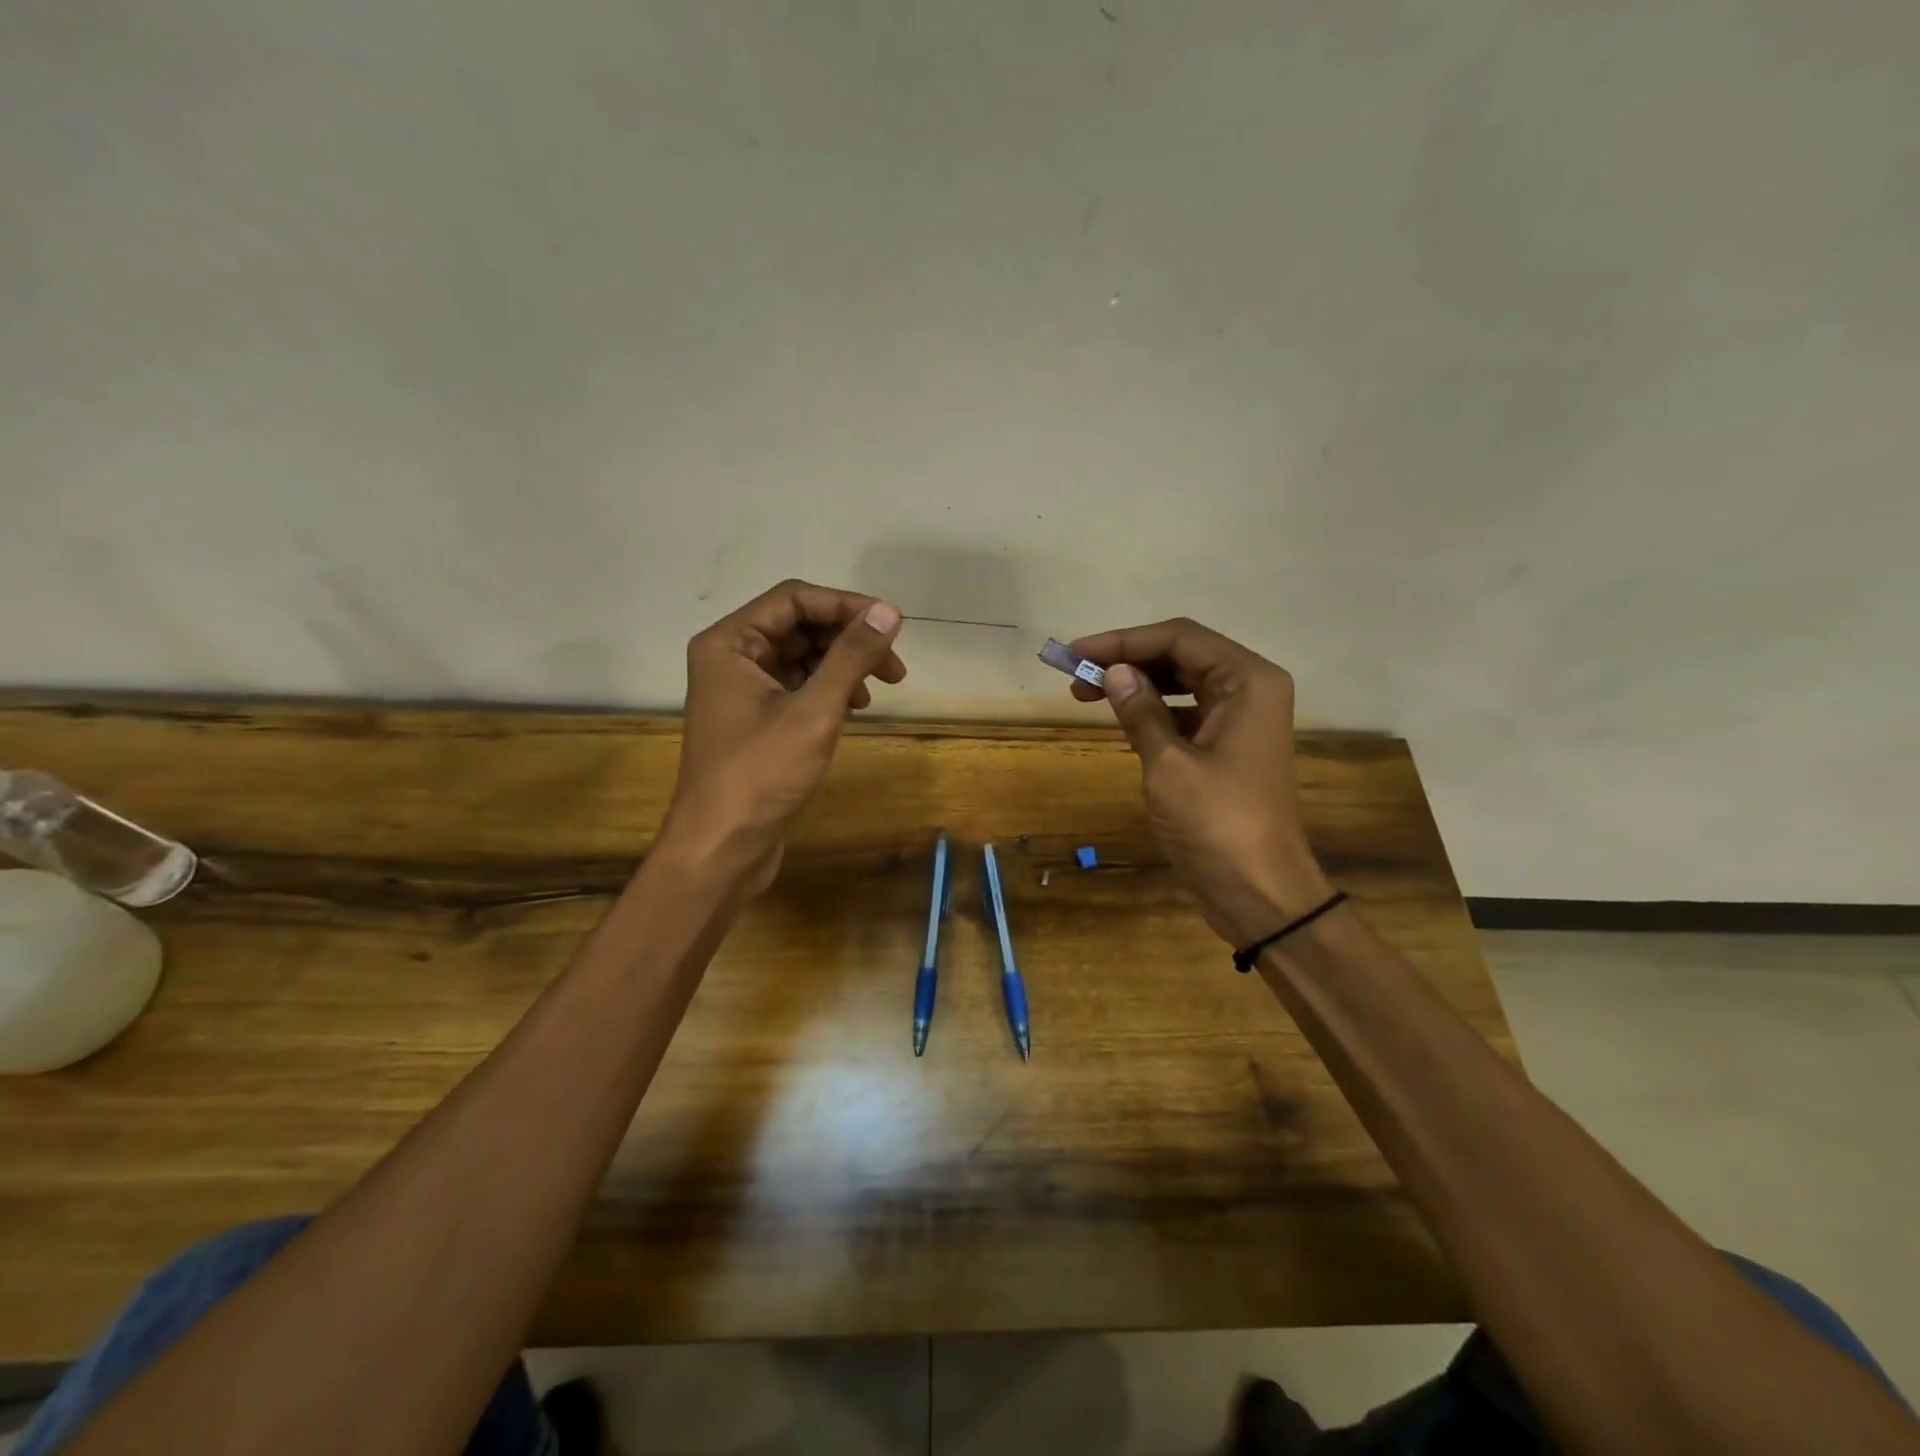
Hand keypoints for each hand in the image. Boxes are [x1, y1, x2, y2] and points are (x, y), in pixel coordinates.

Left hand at [663, 580, 905, 894]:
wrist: (721, 849)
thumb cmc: (761, 776)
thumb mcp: (813, 712)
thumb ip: (850, 657)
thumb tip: (889, 613)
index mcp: (730, 643)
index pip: (794, 599)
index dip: (846, 606)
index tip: (892, 626)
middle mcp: (732, 657)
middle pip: (799, 625)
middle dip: (848, 639)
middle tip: (894, 667)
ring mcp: (743, 690)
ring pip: (802, 657)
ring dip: (843, 666)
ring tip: (877, 691)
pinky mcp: (757, 720)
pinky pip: (798, 686)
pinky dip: (829, 690)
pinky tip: (854, 709)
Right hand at [1066, 618, 1331, 945]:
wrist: (1261, 893)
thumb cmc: (1217, 825)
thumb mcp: (1169, 765)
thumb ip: (1140, 711)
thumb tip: (1112, 671)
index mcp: (1248, 681)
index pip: (1179, 638)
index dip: (1123, 641)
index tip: (1075, 653)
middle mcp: (1251, 689)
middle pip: (1182, 655)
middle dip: (1127, 660)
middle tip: (1075, 675)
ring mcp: (1242, 719)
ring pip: (1182, 683)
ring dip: (1137, 684)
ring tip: (1086, 694)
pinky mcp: (1230, 746)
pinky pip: (1187, 712)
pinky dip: (1154, 711)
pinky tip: (1122, 719)